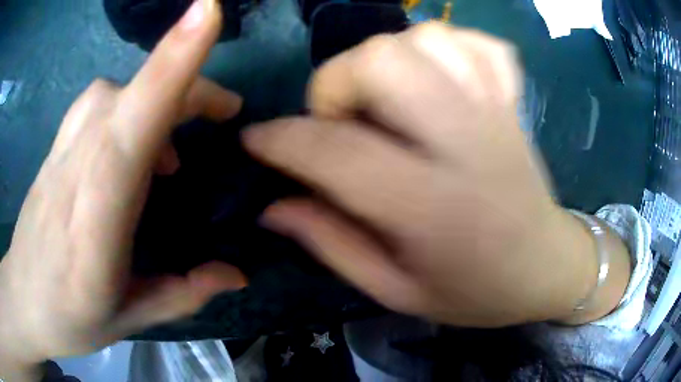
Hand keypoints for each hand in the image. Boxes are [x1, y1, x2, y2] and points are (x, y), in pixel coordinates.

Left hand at [0, 0, 244, 375]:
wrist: (24, 298)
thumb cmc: (68, 317)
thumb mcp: (128, 319)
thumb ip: (181, 294)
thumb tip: (237, 275)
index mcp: (96, 219)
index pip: (132, 123)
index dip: (171, 62)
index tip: (209, 9)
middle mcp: (77, 167)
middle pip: (134, 93)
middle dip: (188, 84)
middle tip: (226, 112)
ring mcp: (62, 150)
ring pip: (116, 90)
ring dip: (159, 94)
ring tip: (179, 140)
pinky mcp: (57, 145)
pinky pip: (99, 101)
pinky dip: (130, 103)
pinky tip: (135, 141)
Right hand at [244, 23, 629, 326]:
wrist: (547, 268)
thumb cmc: (477, 292)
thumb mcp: (397, 291)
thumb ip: (331, 244)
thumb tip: (272, 206)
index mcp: (433, 207)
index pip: (335, 152)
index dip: (280, 140)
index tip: (254, 139)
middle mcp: (466, 143)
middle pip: (383, 61)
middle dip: (337, 83)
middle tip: (341, 123)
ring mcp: (495, 111)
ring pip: (425, 38)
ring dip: (386, 58)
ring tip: (386, 100)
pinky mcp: (513, 100)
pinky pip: (475, 41)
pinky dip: (444, 45)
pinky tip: (436, 77)